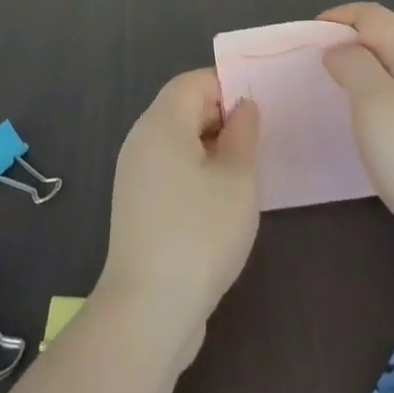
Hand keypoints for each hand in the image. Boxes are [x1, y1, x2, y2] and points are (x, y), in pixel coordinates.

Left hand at [94, 70, 260, 369]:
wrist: (148, 310)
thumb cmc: (200, 233)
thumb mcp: (237, 178)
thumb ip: (243, 133)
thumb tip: (243, 106)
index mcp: (162, 122)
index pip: (194, 81)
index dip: (228, 87)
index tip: (259, 111)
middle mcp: (141, 139)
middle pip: (182, 107)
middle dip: (221, 116)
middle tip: (258, 142)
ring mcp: (133, 173)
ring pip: (176, 139)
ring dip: (210, 146)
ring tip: (244, 172)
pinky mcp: (135, 204)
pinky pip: (168, 167)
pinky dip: (194, 170)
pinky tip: (219, 201)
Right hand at [320, 3, 393, 295]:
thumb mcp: (377, 103)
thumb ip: (355, 66)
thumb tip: (339, 49)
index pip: (375, 17)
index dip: (341, 16)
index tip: (309, 40)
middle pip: (383, 44)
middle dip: (346, 47)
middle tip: (313, 72)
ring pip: (389, 78)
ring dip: (357, 79)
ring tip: (329, 102)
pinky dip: (370, 110)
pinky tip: (360, 138)